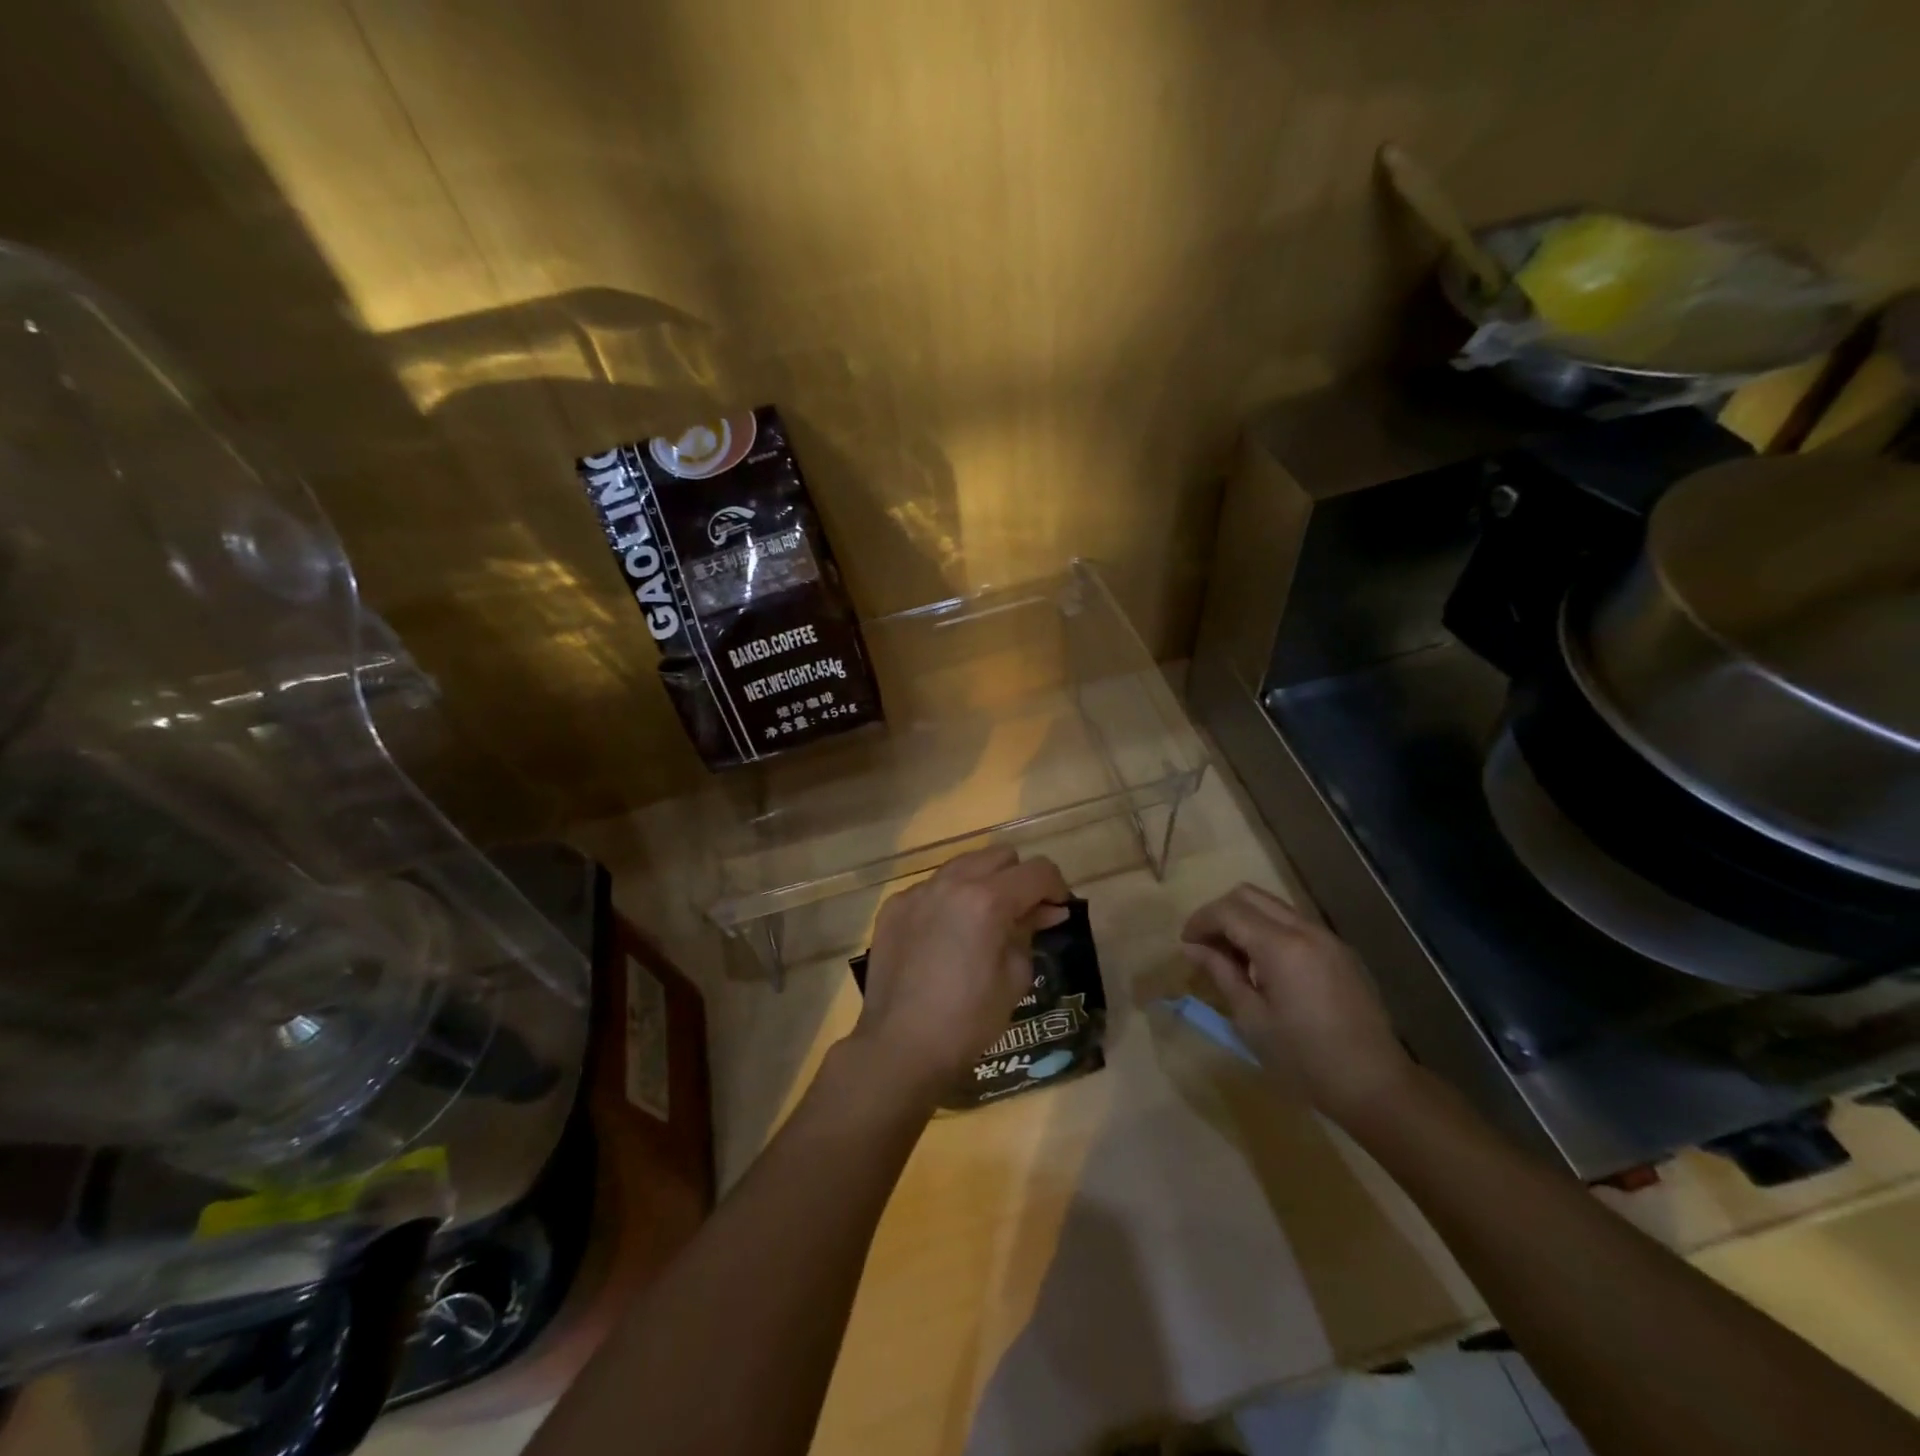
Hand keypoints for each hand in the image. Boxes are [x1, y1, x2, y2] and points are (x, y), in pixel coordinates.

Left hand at [851, 848, 1070, 1102]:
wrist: (899, 1047)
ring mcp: (917, 892)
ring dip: (983, 883)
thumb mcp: (1015, 978)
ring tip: (984, 921)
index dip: (1056, 888)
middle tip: (1023, 914)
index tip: (1057, 911)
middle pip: (999, 856)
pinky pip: (931, 888)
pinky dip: (949, 899)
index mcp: (987, 899)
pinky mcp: (893, 907)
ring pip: (962, 865)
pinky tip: (946, 935)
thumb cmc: (968, 1020)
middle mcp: (950, 883)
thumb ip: (1029, 932)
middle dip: (1019, 879)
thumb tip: (1044, 912)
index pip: (1037, 871)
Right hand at [1180, 883, 1413, 1123]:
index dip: (1200, 921)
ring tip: (1231, 958)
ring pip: (1272, 906)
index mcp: (1281, 946)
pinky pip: (1293, 924)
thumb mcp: (1251, 1018)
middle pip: (1249, 895)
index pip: (1228, 911)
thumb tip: (1192, 948)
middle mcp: (1304, 929)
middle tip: (1204, 945)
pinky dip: (1268, 931)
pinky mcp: (1339, 952)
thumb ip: (1221, 973)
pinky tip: (1263, 967)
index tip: (1186, 944)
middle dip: (1220, 913)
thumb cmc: (1304, 1059)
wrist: (1376, 1085)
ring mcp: (1326, 938)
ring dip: (1245, 920)